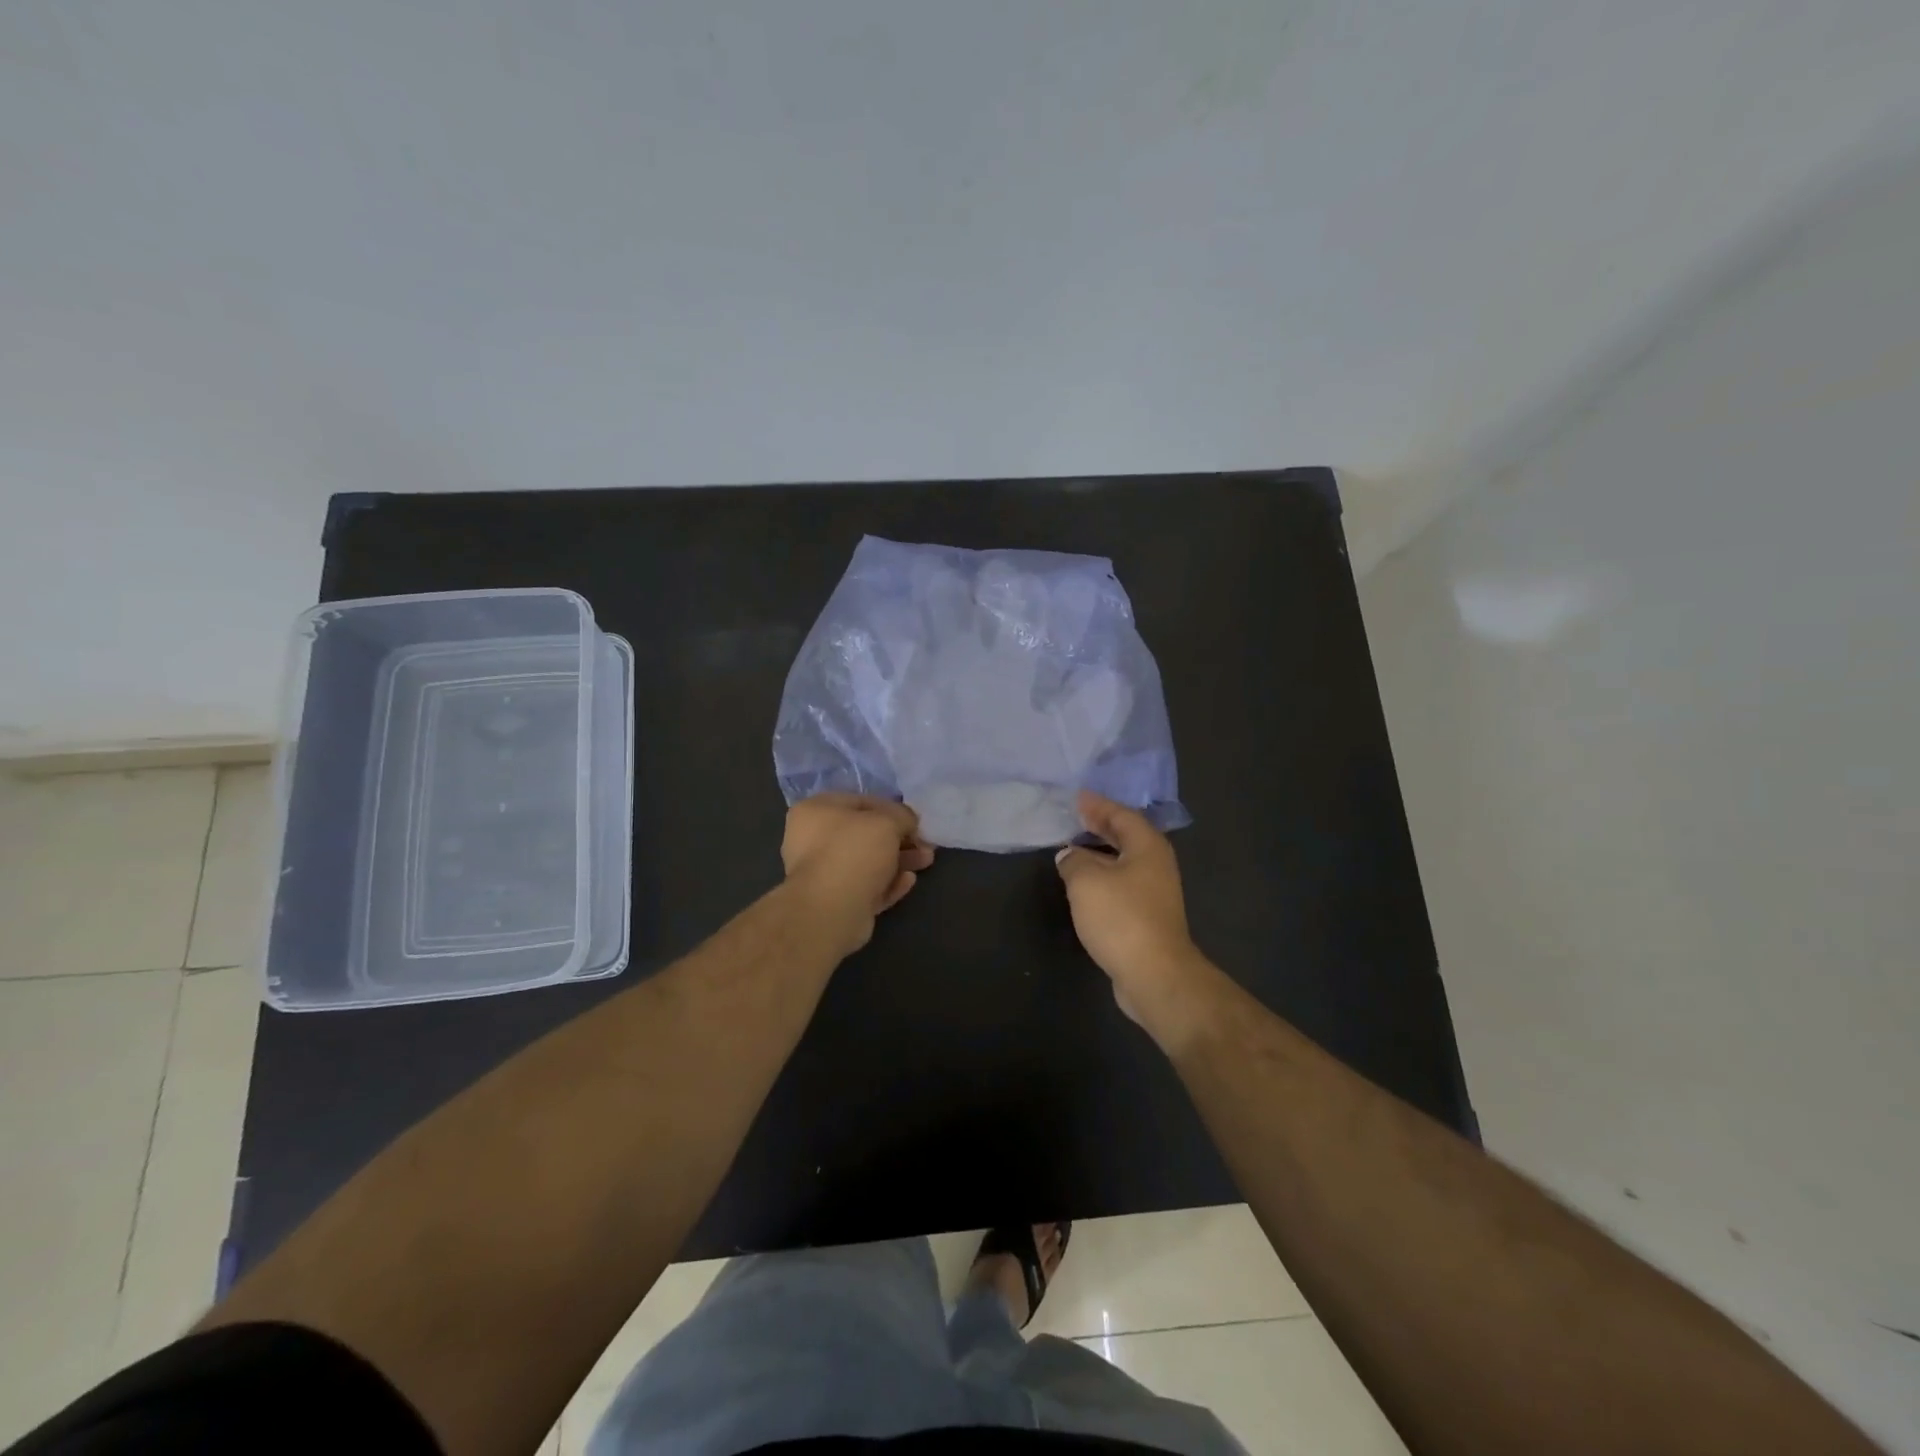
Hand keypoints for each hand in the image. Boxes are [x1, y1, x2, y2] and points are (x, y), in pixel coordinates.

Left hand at [781, 794, 935, 955]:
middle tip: (925, 844)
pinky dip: (888, 883)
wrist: (830, 911)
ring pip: (868, 862)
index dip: (892, 809)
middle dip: (900, 839)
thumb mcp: (887, 821)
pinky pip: (867, 887)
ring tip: (926, 861)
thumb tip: (908, 822)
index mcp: (815, 811)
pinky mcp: (835, 902)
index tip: (915, 821)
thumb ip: (902, 815)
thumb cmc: (853, 852)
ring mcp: (823, 873)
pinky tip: (908, 881)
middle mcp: (813, 839)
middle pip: (866, 834)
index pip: (861, 802)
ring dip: (899, 861)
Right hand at [1055, 792, 1216, 1036]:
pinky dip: (1102, 876)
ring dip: (1100, 853)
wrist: (1154, 974)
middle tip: (1075, 817)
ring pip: (1123, 862)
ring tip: (1073, 848)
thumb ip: (1074, 861)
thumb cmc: (1121, 917)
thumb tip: (1069, 855)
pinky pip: (1121, 884)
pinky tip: (1084, 885)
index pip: (1121, 815)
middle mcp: (1155, 865)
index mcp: (1147, 847)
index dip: (1098, 805)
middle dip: (1101, 826)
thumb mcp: (1086, 881)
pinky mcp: (1147, 917)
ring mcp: (1155, 892)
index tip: (1077, 798)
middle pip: (1126, 836)